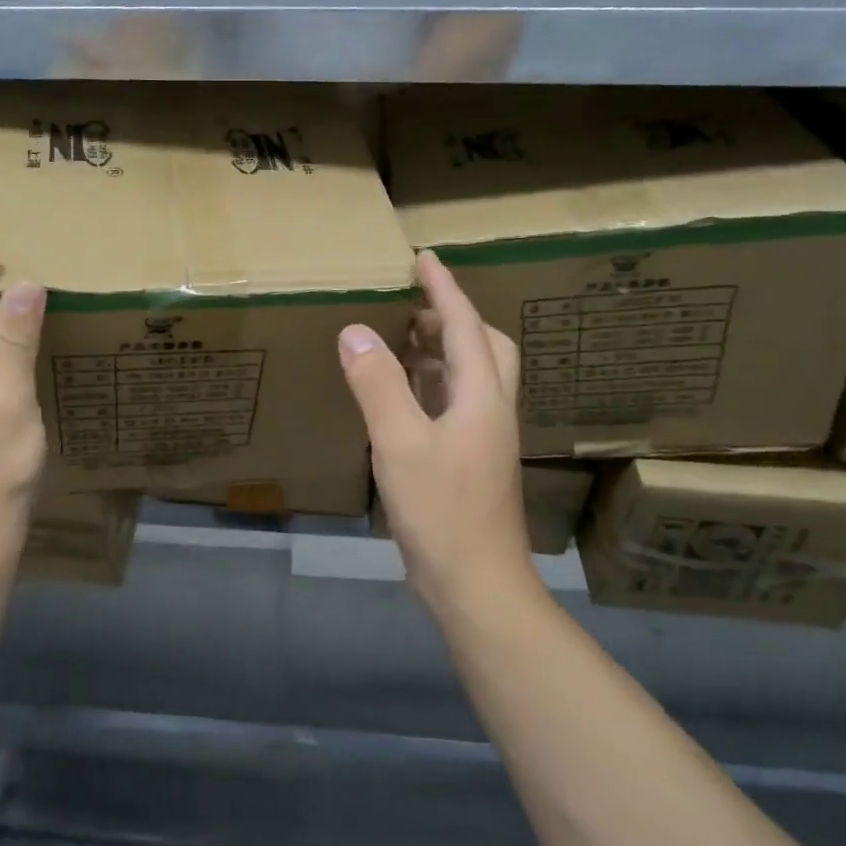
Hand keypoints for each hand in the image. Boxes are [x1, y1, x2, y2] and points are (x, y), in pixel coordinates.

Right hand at [337, 251, 533, 612]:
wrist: (478, 586)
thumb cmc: (441, 511)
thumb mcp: (400, 443)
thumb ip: (378, 384)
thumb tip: (355, 331)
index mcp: (481, 397)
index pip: (465, 326)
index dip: (445, 288)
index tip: (424, 258)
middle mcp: (491, 411)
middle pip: (486, 347)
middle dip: (453, 318)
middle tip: (412, 307)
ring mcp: (485, 439)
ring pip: (473, 377)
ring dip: (444, 350)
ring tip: (403, 342)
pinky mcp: (473, 462)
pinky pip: (458, 403)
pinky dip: (435, 384)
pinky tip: (405, 396)